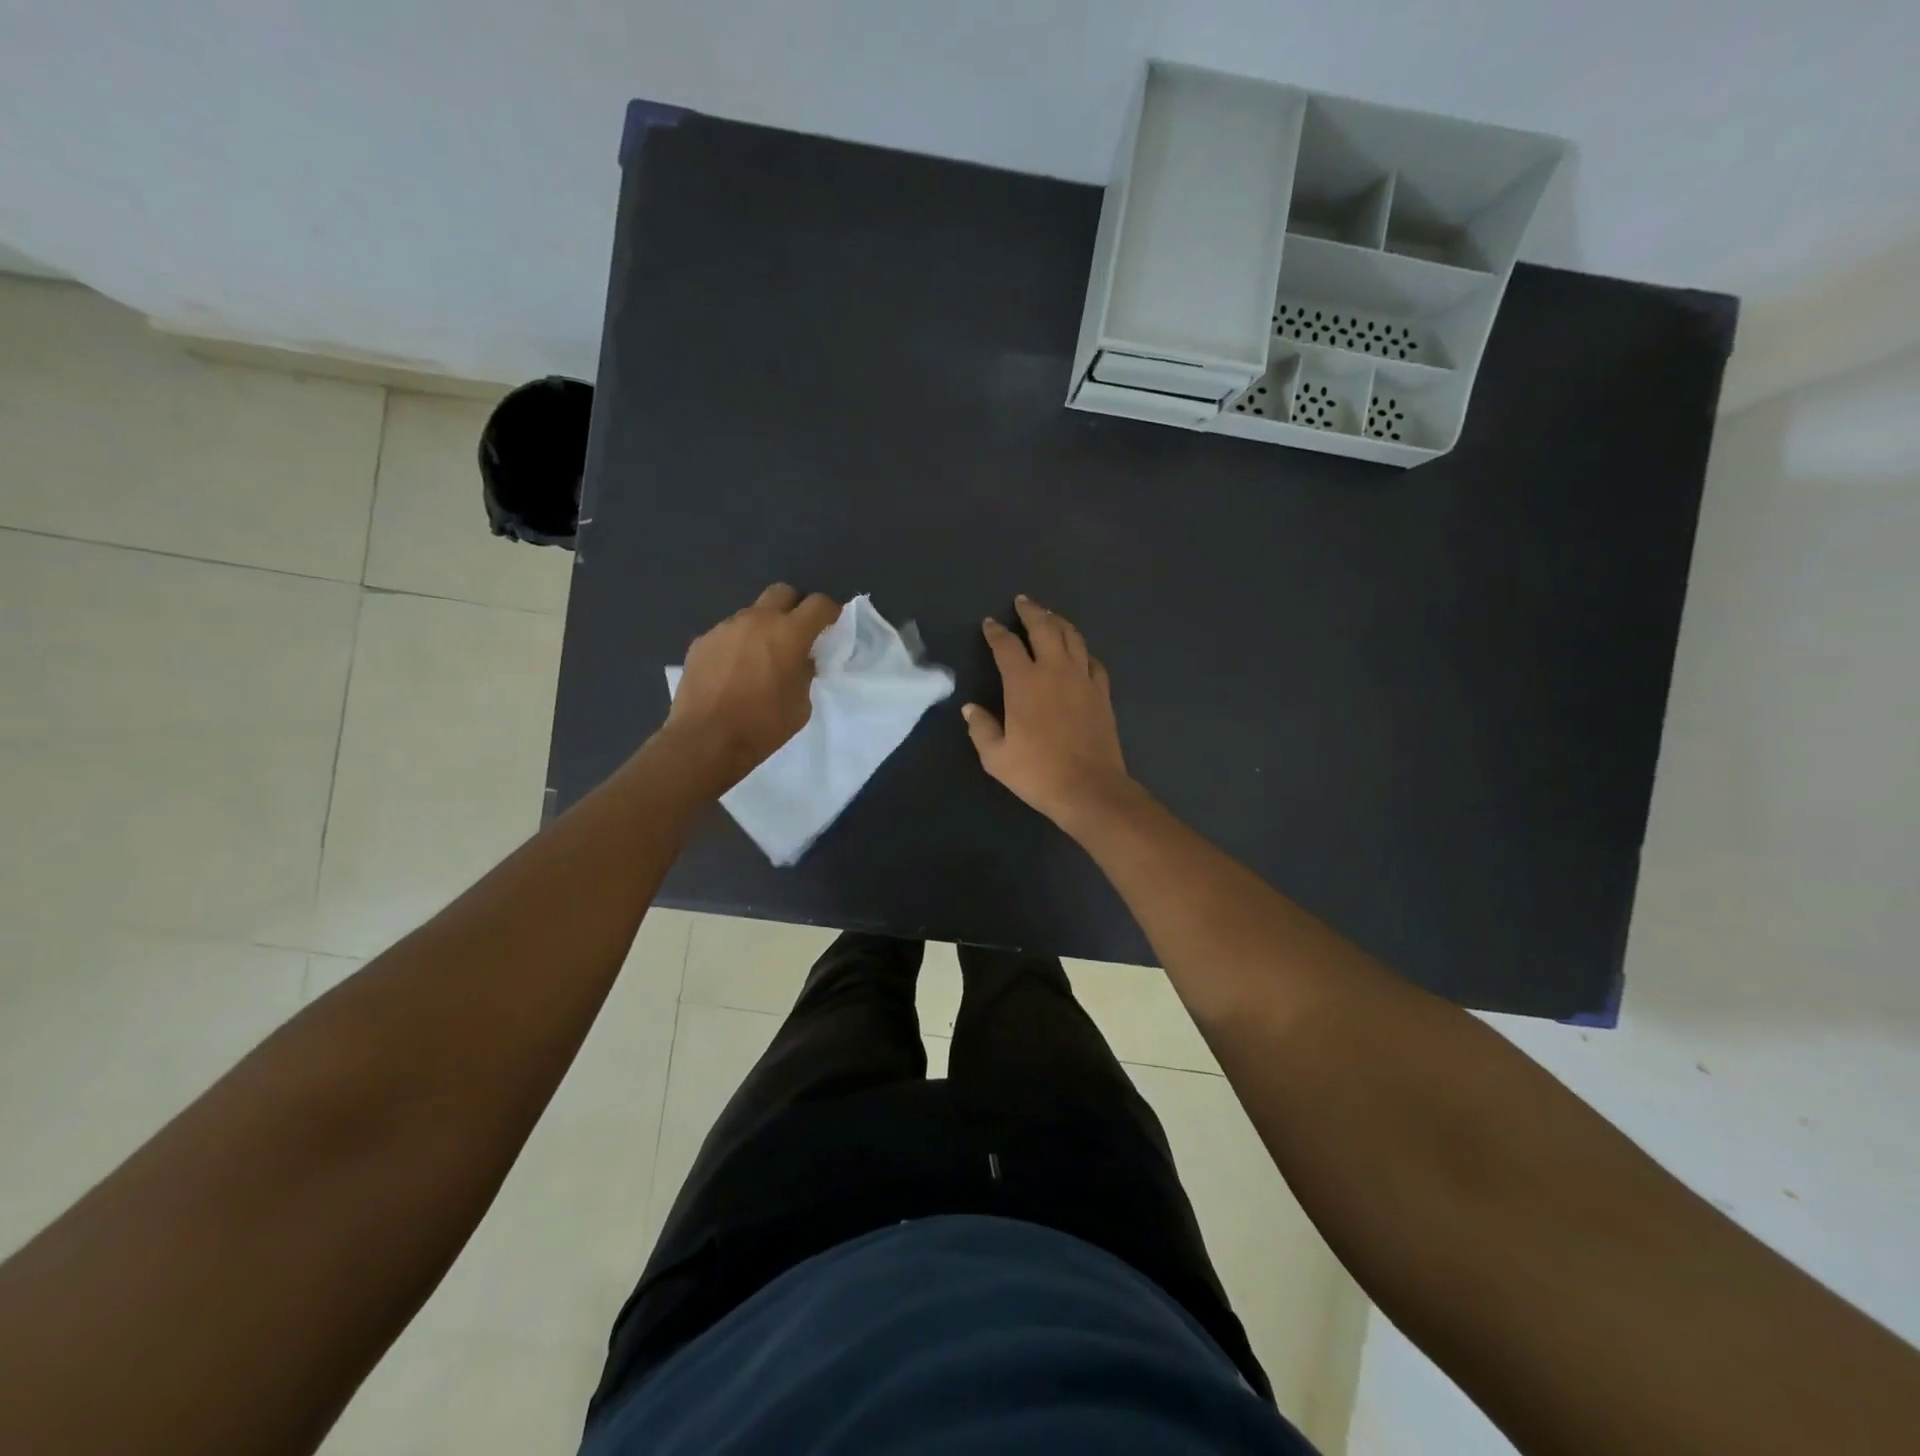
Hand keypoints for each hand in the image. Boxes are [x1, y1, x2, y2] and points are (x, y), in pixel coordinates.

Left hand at [665, 584, 838, 787]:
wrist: (706, 739)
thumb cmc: (764, 726)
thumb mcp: (801, 704)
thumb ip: (804, 673)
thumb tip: (800, 661)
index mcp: (789, 634)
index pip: (818, 604)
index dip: (829, 611)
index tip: (830, 625)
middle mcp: (757, 621)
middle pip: (782, 592)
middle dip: (794, 607)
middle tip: (795, 634)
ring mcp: (725, 628)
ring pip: (751, 614)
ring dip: (762, 628)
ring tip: (759, 659)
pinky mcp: (702, 642)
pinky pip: (727, 634)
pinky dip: (737, 645)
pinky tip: (732, 672)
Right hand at [964, 596, 1136, 827]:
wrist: (1089, 788)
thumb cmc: (1037, 773)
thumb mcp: (996, 757)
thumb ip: (981, 728)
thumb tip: (970, 708)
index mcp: (1024, 682)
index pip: (1006, 646)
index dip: (996, 632)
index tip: (990, 624)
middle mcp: (1054, 670)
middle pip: (1044, 628)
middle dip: (1031, 612)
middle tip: (1023, 601)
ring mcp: (1082, 679)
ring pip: (1072, 637)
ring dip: (1058, 622)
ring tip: (1050, 616)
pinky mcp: (1102, 692)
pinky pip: (1092, 660)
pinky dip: (1082, 650)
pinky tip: (1079, 653)